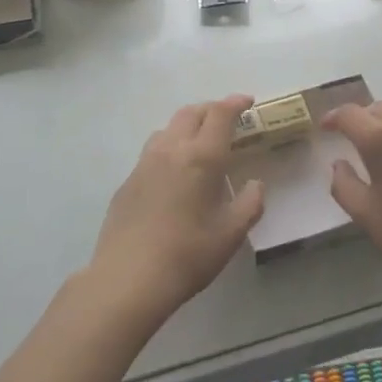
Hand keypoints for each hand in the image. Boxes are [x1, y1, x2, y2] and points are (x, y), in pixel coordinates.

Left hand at [90, 95, 264, 320]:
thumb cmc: (187, 255)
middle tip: (227, 120)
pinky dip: (169, 148)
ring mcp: (144, 164)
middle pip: (191, 113)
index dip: (236, 103)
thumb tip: (255, 185)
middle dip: (211, 109)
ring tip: (199, 142)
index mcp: (202, 157)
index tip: (248, 102)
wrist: (127, 279)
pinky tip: (173, 173)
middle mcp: (171, 150)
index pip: (220, 114)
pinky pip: (152, 151)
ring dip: (187, 125)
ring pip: (167, 128)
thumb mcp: (231, 234)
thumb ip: (249, 204)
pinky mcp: (127, 182)